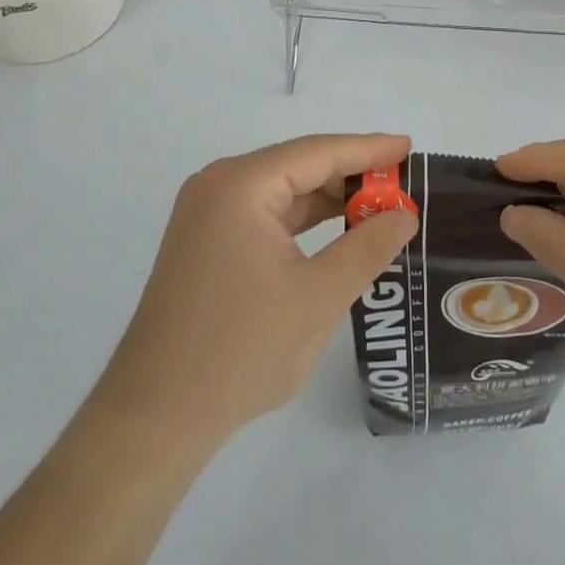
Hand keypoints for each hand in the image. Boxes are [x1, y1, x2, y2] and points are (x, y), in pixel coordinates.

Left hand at [91, 134, 419, 449]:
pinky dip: (302, 220)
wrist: (154, 416)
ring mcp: (206, 214)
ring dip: (328, 199)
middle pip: (298, 166)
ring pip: (281, 190)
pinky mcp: (204, 242)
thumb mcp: (319, 297)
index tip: (410, 148)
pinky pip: (264, 214)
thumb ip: (367, 247)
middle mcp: (219, 186)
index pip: (318, 152)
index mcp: (241, 185)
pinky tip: (336, 232)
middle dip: (351, 175)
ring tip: (379, 207)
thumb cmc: (241, 350)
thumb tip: (404, 214)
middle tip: (403, 185)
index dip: (368, 150)